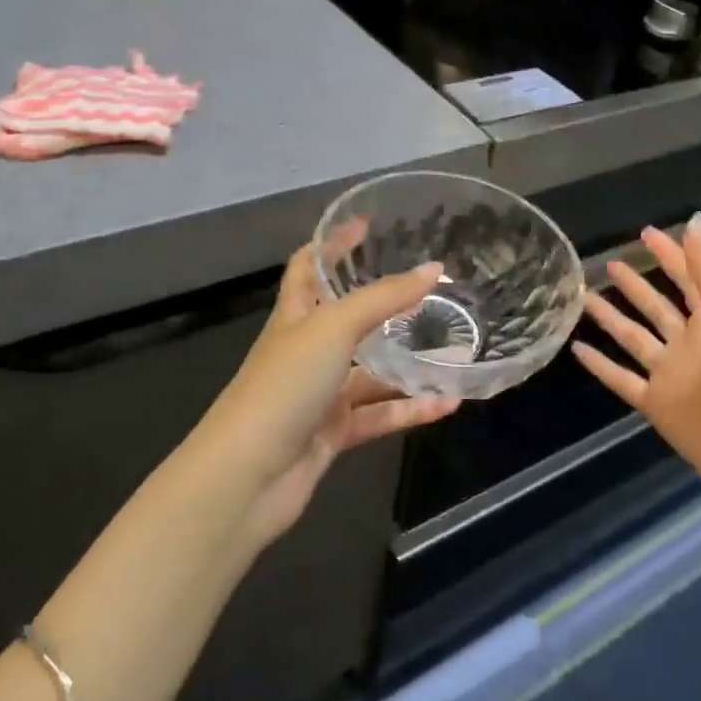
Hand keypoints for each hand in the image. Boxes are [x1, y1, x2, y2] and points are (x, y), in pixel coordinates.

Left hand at [194, 242, 458, 547]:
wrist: (246, 477)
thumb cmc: (284, 385)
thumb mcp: (334, 328)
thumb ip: (385, 298)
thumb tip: (435, 269)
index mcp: (295, 314)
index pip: (311, 265)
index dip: (333, 242)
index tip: (367, 224)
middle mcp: (306, 349)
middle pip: (347, 316)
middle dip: (384, 303)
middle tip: (430, 289)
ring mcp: (318, 393)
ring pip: (370, 371)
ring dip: (408, 363)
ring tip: (455, 349)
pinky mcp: (332, 432)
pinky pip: (378, 414)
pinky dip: (410, 409)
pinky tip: (448, 404)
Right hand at [572, 217, 700, 557]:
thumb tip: (692, 220)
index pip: (688, 278)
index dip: (670, 254)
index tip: (645, 233)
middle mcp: (690, 344)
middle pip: (657, 307)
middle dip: (636, 284)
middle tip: (608, 262)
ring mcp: (672, 377)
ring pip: (634, 339)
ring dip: (612, 318)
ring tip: (583, 296)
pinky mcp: (659, 408)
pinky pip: (622, 380)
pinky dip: (601, 366)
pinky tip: (577, 349)